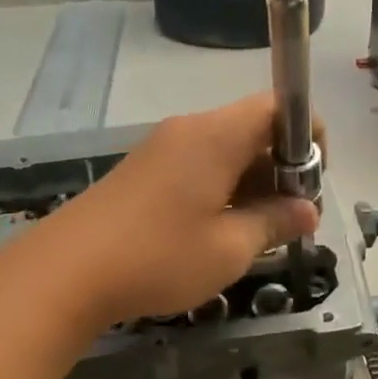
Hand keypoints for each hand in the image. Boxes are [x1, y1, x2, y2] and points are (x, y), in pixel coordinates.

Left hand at [28, 95, 321, 329]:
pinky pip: (198, 166)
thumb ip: (275, 222)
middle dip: (282, 168)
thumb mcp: (229, 248)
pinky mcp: (143, 171)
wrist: (65, 272)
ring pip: (225, 150)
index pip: (278, 106)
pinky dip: (221, 189)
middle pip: (253, 128)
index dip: (308, 137)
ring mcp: (162, 148)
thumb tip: (308, 210)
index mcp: (217, 135)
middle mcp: (190, 130)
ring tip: (256, 233)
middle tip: (289, 220)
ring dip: (251, 183)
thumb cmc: (158, 257)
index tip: (312, 184)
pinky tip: (217, 232)